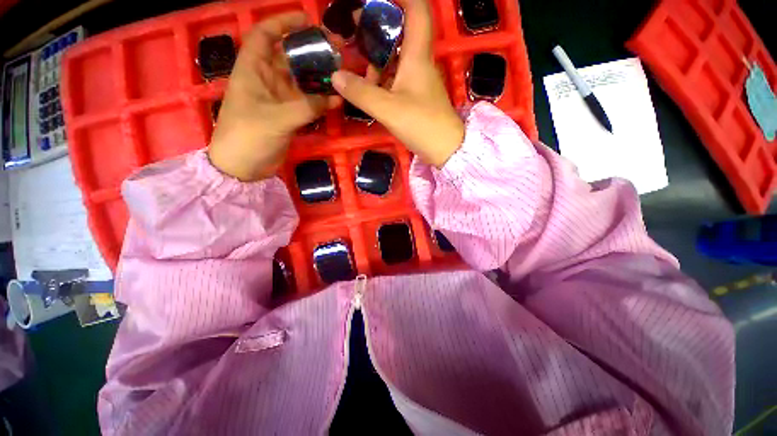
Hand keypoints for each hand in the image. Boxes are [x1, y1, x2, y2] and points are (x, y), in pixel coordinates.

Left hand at [208, 13, 338, 180]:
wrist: (243, 167)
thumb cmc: (248, 136)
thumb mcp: (276, 119)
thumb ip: (306, 107)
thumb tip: (333, 97)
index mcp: (252, 70)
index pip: (265, 35)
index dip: (283, 22)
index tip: (307, 19)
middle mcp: (266, 80)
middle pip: (289, 57)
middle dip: (310, 51)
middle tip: (336, 49)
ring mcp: (279, 99)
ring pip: (301, 81)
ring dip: (318, 77)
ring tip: (340, 73)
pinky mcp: (288, 116)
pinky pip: (307, 103)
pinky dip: (320, 101)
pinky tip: (336, 100)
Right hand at [331, 0, 463, 167]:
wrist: (445, 149)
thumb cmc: (422, 125)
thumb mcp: (388, 109)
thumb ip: (361, 93)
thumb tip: (336, 77)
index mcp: (417, 56)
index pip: (417, 10)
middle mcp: (419, 63)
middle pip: (402, 32)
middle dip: (379, 25)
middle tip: (354, 27)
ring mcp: (419, 80)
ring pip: (397, 57)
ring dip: (378, 56)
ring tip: (356, 64)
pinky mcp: (416, 96)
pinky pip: (397, 77)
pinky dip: (382, 77)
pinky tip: (369, 86)